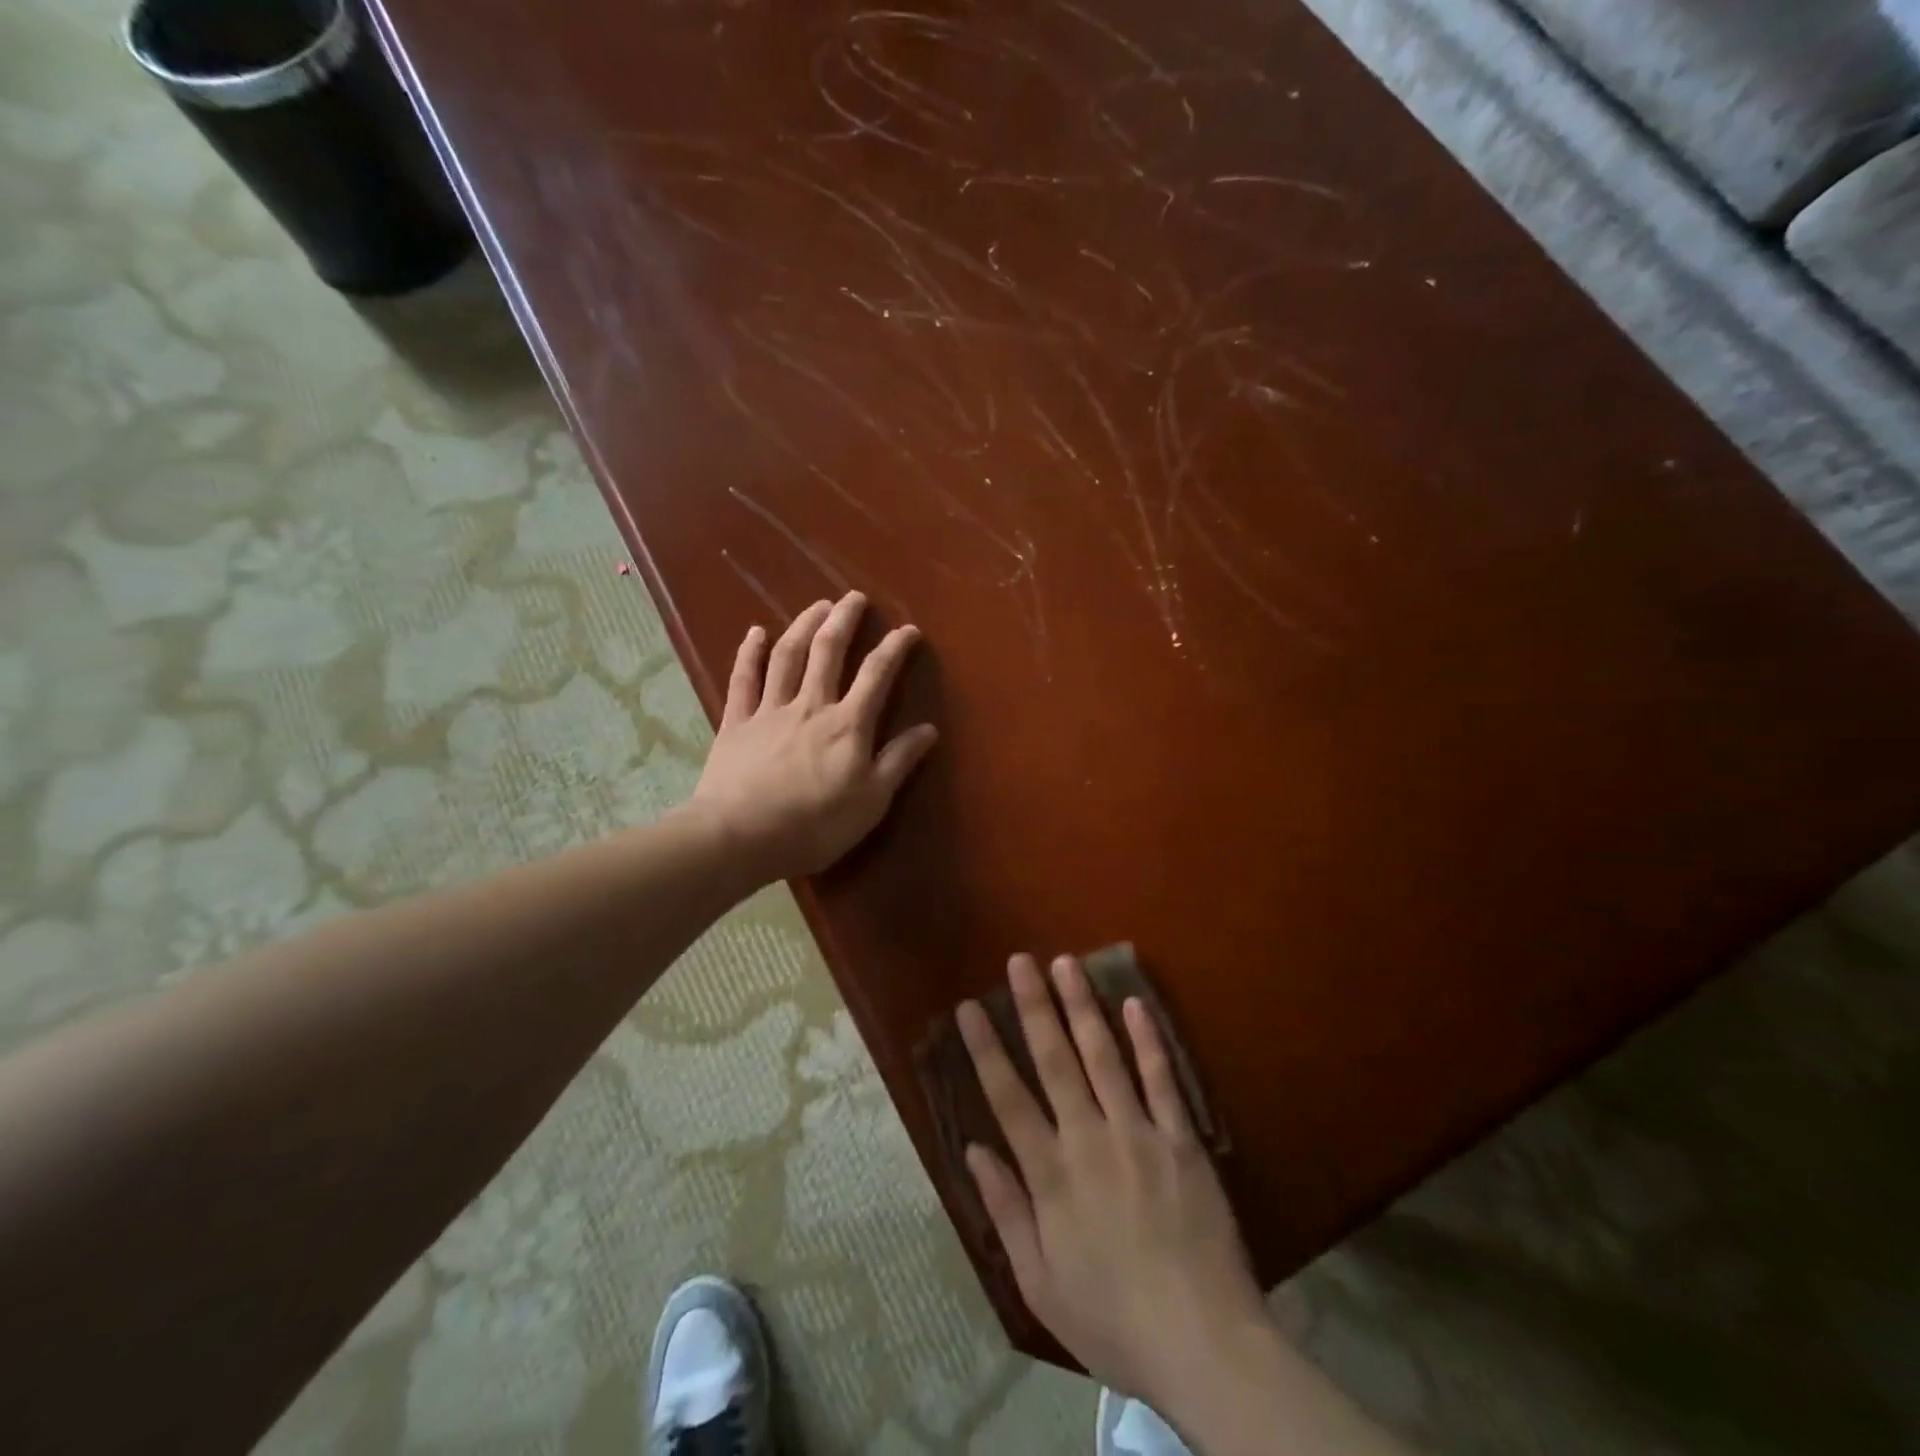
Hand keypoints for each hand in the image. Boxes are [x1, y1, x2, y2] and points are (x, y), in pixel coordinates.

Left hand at [690, 592, 937, 882]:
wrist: (739, 837)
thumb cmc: (814, 825)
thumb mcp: (871, 801)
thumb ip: (899, 761)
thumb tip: (929, 728)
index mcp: (847, 724)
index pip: (877, 674)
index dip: (894, 648)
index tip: (908, 629)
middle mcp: (810, 705)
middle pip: (828, 651)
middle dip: (844, 620)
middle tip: (854, 597)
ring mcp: (770, 709)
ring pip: (788, 655)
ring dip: (803, 625)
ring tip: (818, 605)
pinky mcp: (736, 722)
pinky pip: (743, 678)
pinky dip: (749, 653)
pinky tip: (755, 633)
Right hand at [959, 955, 1272, 1415]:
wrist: (1204, 1345)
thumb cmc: (1112, 1320)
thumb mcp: (1039, 1283)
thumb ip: (1007, 1210)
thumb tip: (974, 1150)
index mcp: (1051, 1174)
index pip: (1007, 1097)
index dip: (986, 1048)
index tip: (969, 1007)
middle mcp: (1089, 1139)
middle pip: (1055, 1060)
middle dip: (1034, 1006)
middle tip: (1019, 961)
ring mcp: (1139, 1133)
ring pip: (1104, 1056)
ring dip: (1083, 1006)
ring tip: (1065, 963)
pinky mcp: (1182, 1139)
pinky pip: (1162, 1080)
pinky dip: (1147, 1040)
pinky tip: (1134, 1003)